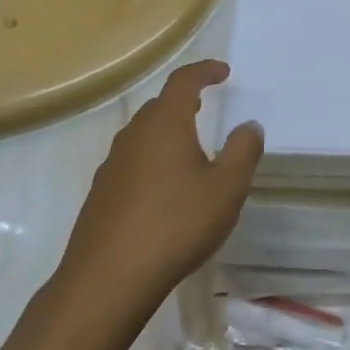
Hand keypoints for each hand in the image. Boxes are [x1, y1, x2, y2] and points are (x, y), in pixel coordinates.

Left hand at [57, 60, 262, 311]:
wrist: (108, 278)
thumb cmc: (176, 225)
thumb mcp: (226, 189)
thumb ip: (243, 151)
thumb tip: (249, 125)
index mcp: (165, 125)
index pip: (183, 82)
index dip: (204, 71)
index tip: (222, 72)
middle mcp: (133, 137)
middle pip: (159, 107)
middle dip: (184, 101)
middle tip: (206, 106)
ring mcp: (112, 166)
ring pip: (143, 136)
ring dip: (167, 133)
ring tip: (190, 151)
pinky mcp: (101, 194)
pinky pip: (131, 163)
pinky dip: (152, 161)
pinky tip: (164, 191)